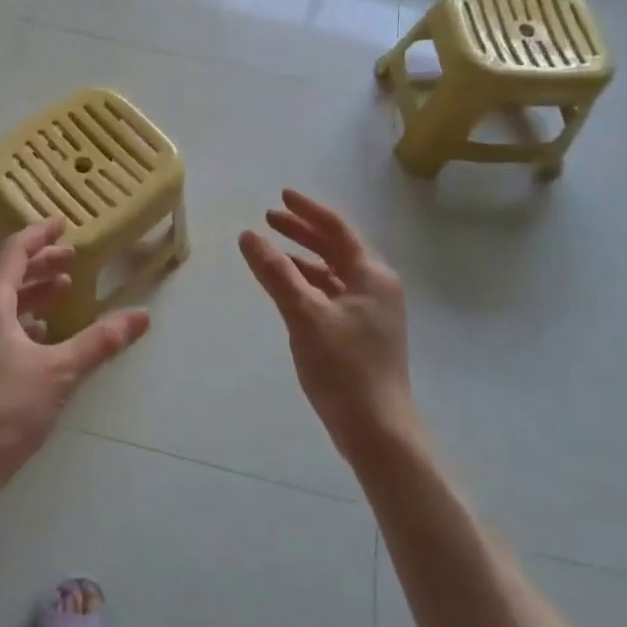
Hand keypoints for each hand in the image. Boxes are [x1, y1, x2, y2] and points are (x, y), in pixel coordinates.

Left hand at [0, 219, 150, 500]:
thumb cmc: (8, 407)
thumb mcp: (61, 370)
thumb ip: (101, 341)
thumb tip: (142, 316)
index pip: (14, 253)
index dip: (39, 235)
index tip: (63, 223)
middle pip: (10, 274)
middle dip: (41, 262)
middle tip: (73, 257)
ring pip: (8, 301)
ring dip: (36, 290)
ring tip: (66, 287)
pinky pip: (6, 324)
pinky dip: (29, 316)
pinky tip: (49, 329)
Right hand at [239, 190, 418, 462]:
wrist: (377, 430)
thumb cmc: (344, 367)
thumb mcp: (304, 315)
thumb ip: (276, 273)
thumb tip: (248, 235)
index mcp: (371, 275)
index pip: (337, 229)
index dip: (307, 210)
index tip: (281, 195)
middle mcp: (376, 287)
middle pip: (336, 248)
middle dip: (302, 232)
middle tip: (269, 218)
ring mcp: (371, 312)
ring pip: (332, 273)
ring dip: (303, 258)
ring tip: (272, 250)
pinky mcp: (361, 334)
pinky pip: (331, 294)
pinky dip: (308, 284)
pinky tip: (288, 288)